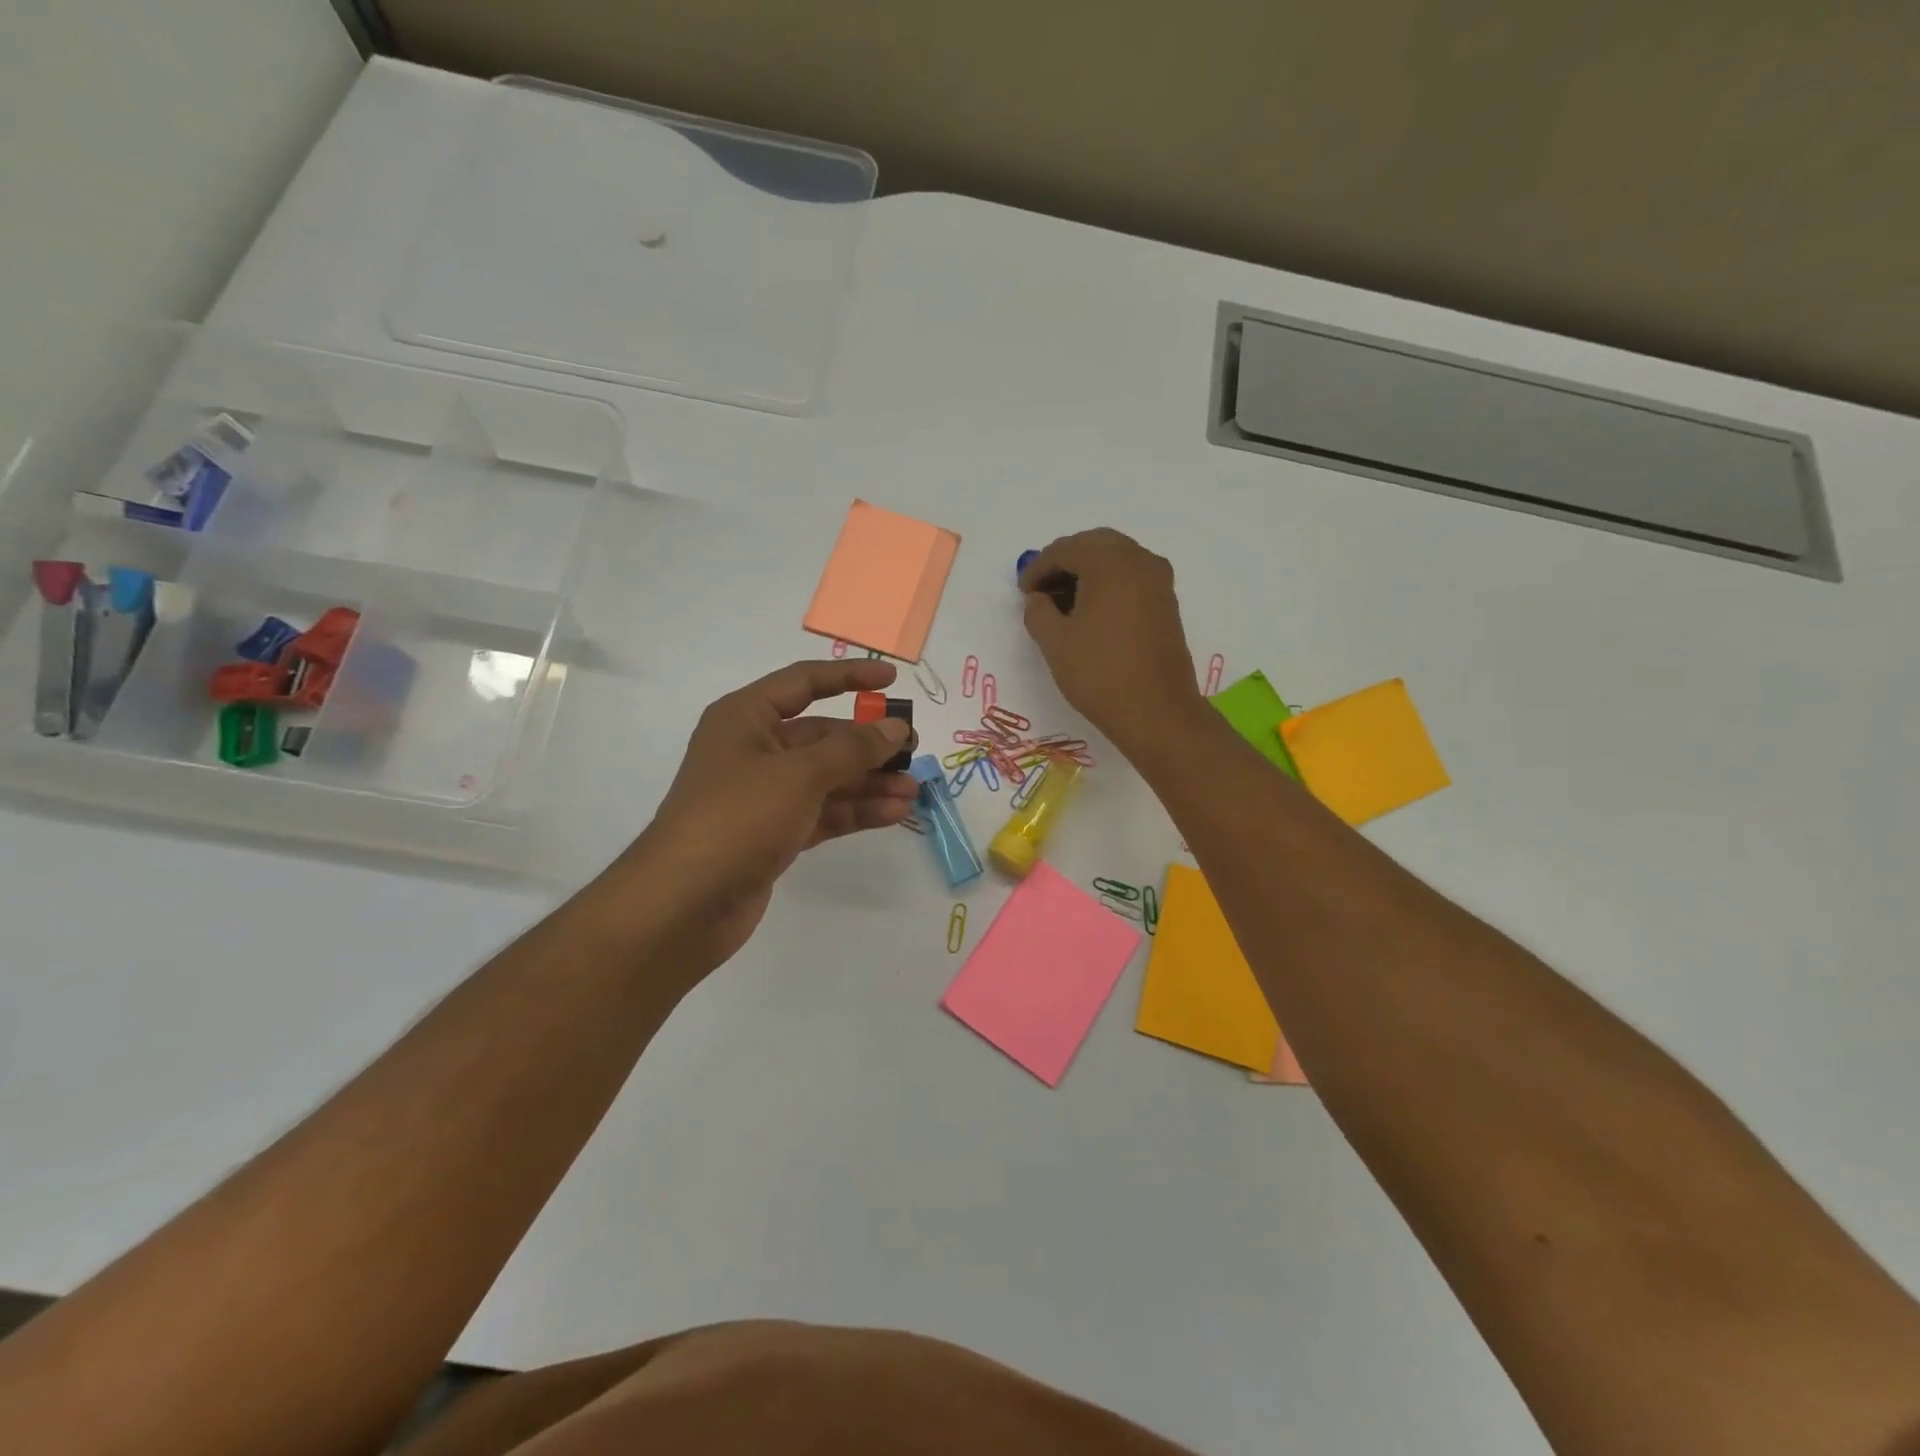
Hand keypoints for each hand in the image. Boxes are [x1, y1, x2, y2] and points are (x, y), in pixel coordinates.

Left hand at [594, 660, 916, 978]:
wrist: (685, 903)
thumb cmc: (738, 817)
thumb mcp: (799, 774)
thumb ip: (852, 749)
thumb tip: (895, 728)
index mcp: (746, 718)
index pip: (803, 683)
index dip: (849, 676)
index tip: (892, 679)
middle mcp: (754, 750)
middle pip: (822, 735)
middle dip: (868, 743)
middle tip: (913, 750)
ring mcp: (764, 795)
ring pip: (827, 778)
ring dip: (870, 782)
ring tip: (914, 789)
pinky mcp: (774, 833)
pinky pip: (824, 812)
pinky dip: (856, 811)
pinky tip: (894, 813)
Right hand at [1019, 528, 1202, 753]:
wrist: (1157, 712)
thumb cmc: (1100, 674)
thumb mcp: (1055, 643)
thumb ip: (1037, 611)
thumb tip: (1039, 598)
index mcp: (1110, 563)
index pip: (1065, 550)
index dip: (1038, 567)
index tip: (1022, 591)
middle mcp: (1139, 560)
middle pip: (1094, 545)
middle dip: (1064, 562)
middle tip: (1040, 589)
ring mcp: (1158, 580)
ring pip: (1115, 558)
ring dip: (1087, 571)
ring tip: (1062, 601)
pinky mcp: (1167, 602)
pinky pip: (1131, 576)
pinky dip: (1107, 583)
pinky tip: (1090, 610)